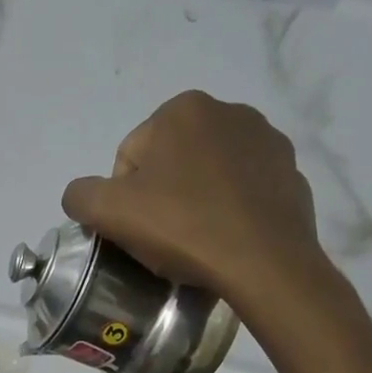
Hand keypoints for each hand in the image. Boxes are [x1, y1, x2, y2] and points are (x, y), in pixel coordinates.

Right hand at [61, 90, 327, 301]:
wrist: (263, 262)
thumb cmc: (183, 227)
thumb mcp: (109, 212)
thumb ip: (80, 195)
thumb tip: (82, 195)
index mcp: (182, 110)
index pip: (130, 159)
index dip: (124, 200)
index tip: (138, 230)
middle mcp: (228, 110)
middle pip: (169, 163)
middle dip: (161, 196)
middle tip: (164, 238)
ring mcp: (266, 140)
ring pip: (207, 175)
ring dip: (195, 201)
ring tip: (197, 240)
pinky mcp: (290, 171)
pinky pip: (242, 190)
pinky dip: (229, 209)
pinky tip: (226, 237)